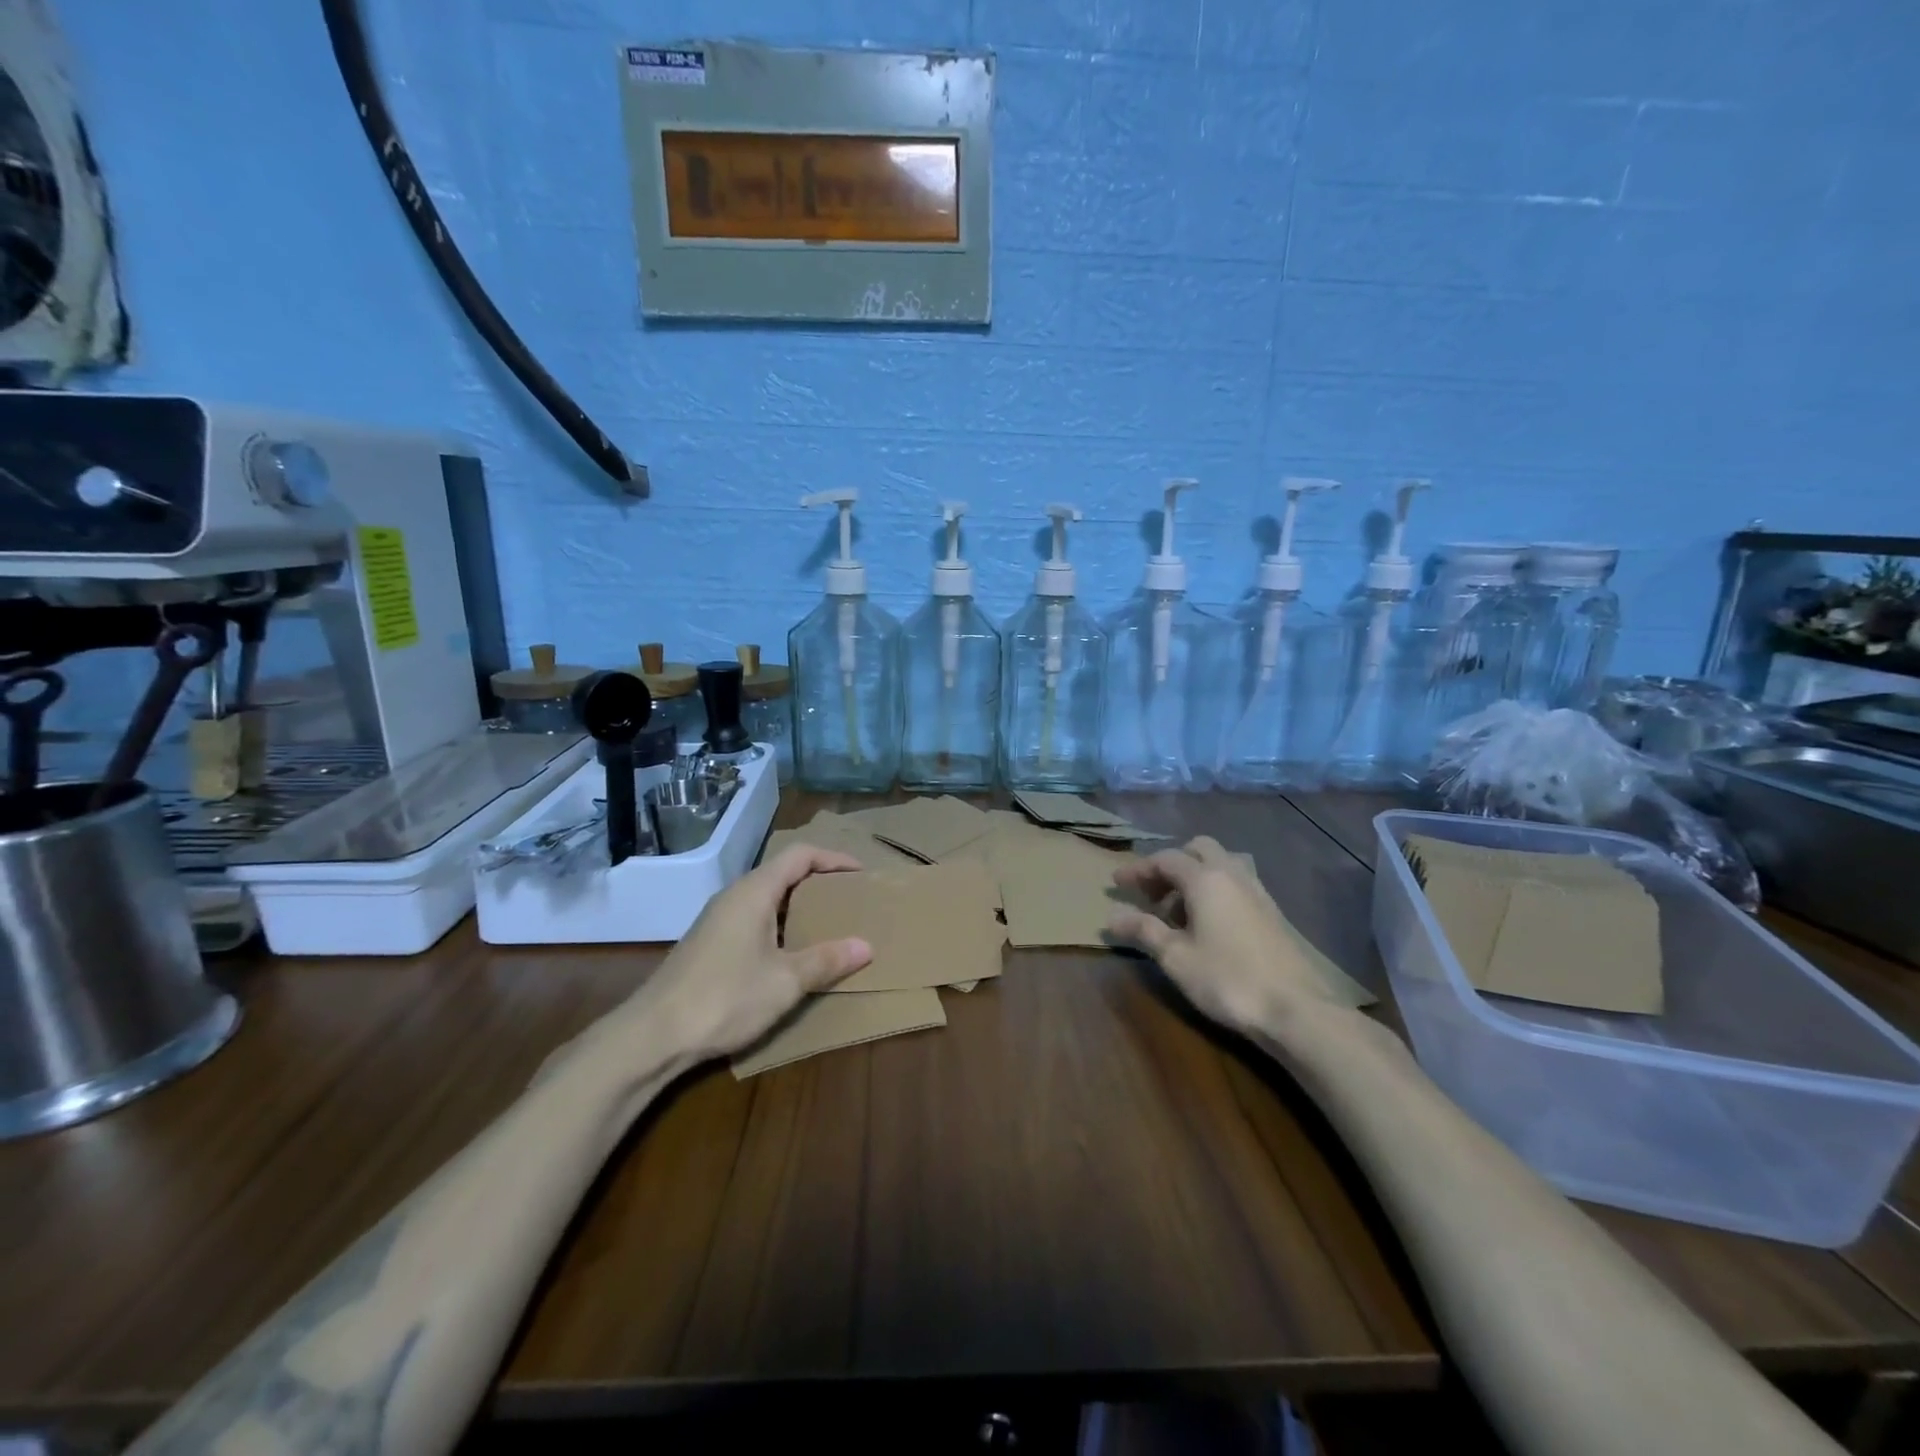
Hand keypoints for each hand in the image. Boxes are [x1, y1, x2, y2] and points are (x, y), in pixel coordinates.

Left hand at [633, 846, 872, 1058]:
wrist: (652, 1036)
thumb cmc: (724, 998)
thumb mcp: (785, 981)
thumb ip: (826, 960)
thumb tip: (866, 946)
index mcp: (754, 892)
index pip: (800, 855)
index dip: (833, 858)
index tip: (862, 873)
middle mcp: (734, 896)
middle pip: (783, 872)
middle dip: (819, 881)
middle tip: (850, 898)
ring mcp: (718, 920)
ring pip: (767, 898)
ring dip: (799, 905)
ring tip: (829, 924)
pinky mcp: (710, 944)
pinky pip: (754, 918)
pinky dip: (781, 924)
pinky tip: (791, 953)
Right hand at [1106, 836, 1344, 1034]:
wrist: (1296, 1009)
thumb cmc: (1227, 979)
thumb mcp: (1176, 957)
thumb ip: (1143, 930)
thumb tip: (1112, 916)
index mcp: (1206, 878)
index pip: (1165, 859)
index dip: (1138, 869)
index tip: (1117, 884)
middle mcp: (1233, 874)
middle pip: (1198, 849)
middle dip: (1171, 865)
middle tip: (1152, 894)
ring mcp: (1258, 891)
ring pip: (1222, 864)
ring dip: (1196, 876)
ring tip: (1179, 910)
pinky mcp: (1273, 912)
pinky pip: (1237, 883)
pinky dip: (1216, 890)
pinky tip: (1209, 924)